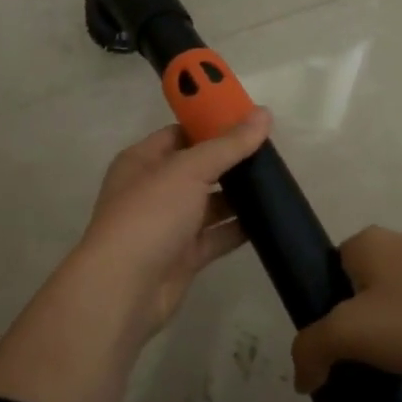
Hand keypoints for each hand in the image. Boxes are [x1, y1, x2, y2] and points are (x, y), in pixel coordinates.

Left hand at [61, 107, 272, 339]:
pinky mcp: (183, 256)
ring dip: (237, 196)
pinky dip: (237, 229)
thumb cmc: (150, 215)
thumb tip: (263, 114)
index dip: (212, 125)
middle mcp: (153, 189)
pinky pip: (215, 236)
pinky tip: (268, 219)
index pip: (180, 133)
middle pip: (197, 168)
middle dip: (230, 161)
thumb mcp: (189, 169)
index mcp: (143, 160)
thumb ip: (228, 144)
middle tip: (271, 153)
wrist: (124, 288)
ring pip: (208, 204)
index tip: (249, 120)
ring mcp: (168, 224)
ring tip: (276, 183)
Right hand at [291, 227, 401, 393]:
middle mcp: (396, 244)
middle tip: (357, 362)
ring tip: (390, 368)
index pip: (325, 273)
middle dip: (353, 326)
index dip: (322, 311)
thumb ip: (312, 349)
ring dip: (385, 334)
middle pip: (355, 290)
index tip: (333, 348)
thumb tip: (301, 377)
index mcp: (366, 241)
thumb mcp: (351, 334)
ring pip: (389, 303)